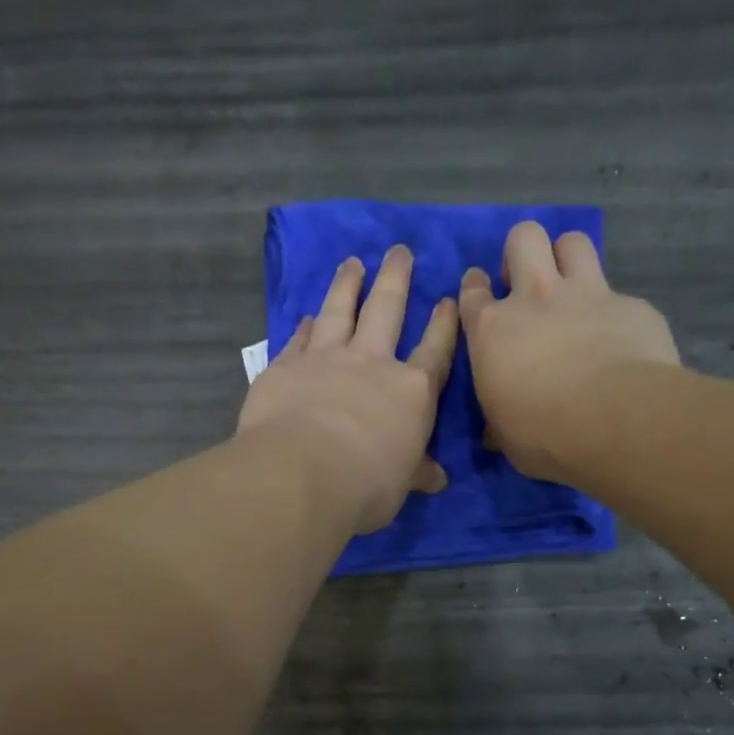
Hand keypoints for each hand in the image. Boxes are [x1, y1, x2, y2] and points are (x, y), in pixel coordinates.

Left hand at [238, 245, 458, 534]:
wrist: (303, 472)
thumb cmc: (367, 483)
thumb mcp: (401, 484)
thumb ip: (416, 472)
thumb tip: (437, 478)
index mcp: (411, 391)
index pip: (434, 351)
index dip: (443, 325)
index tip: (447, 299)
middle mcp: (371, 364)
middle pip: (386, 310)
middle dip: (395, 278)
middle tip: (399, 250)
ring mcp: (326, 359)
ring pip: (339, 311)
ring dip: (347, 285)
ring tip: (353, 262)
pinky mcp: (286, 366)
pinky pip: (299, 339)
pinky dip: (304, 326)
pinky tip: (307, 315)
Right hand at [459, 221, 679, 483]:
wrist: (616, 421)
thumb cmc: (544, 434)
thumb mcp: (506, 434)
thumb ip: (499, 419)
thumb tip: (495, 431)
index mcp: (493, 330)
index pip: (473, 291)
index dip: (476, 288)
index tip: (483, 295)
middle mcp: (536, 298)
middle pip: (524, 238)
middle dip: (523, 252)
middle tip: (528, 283)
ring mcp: (587, 294)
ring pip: (573, 242)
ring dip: (569, 258)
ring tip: (572, 288)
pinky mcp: (632, 305)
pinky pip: (619, 294)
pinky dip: (616, 311)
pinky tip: (621, 338)